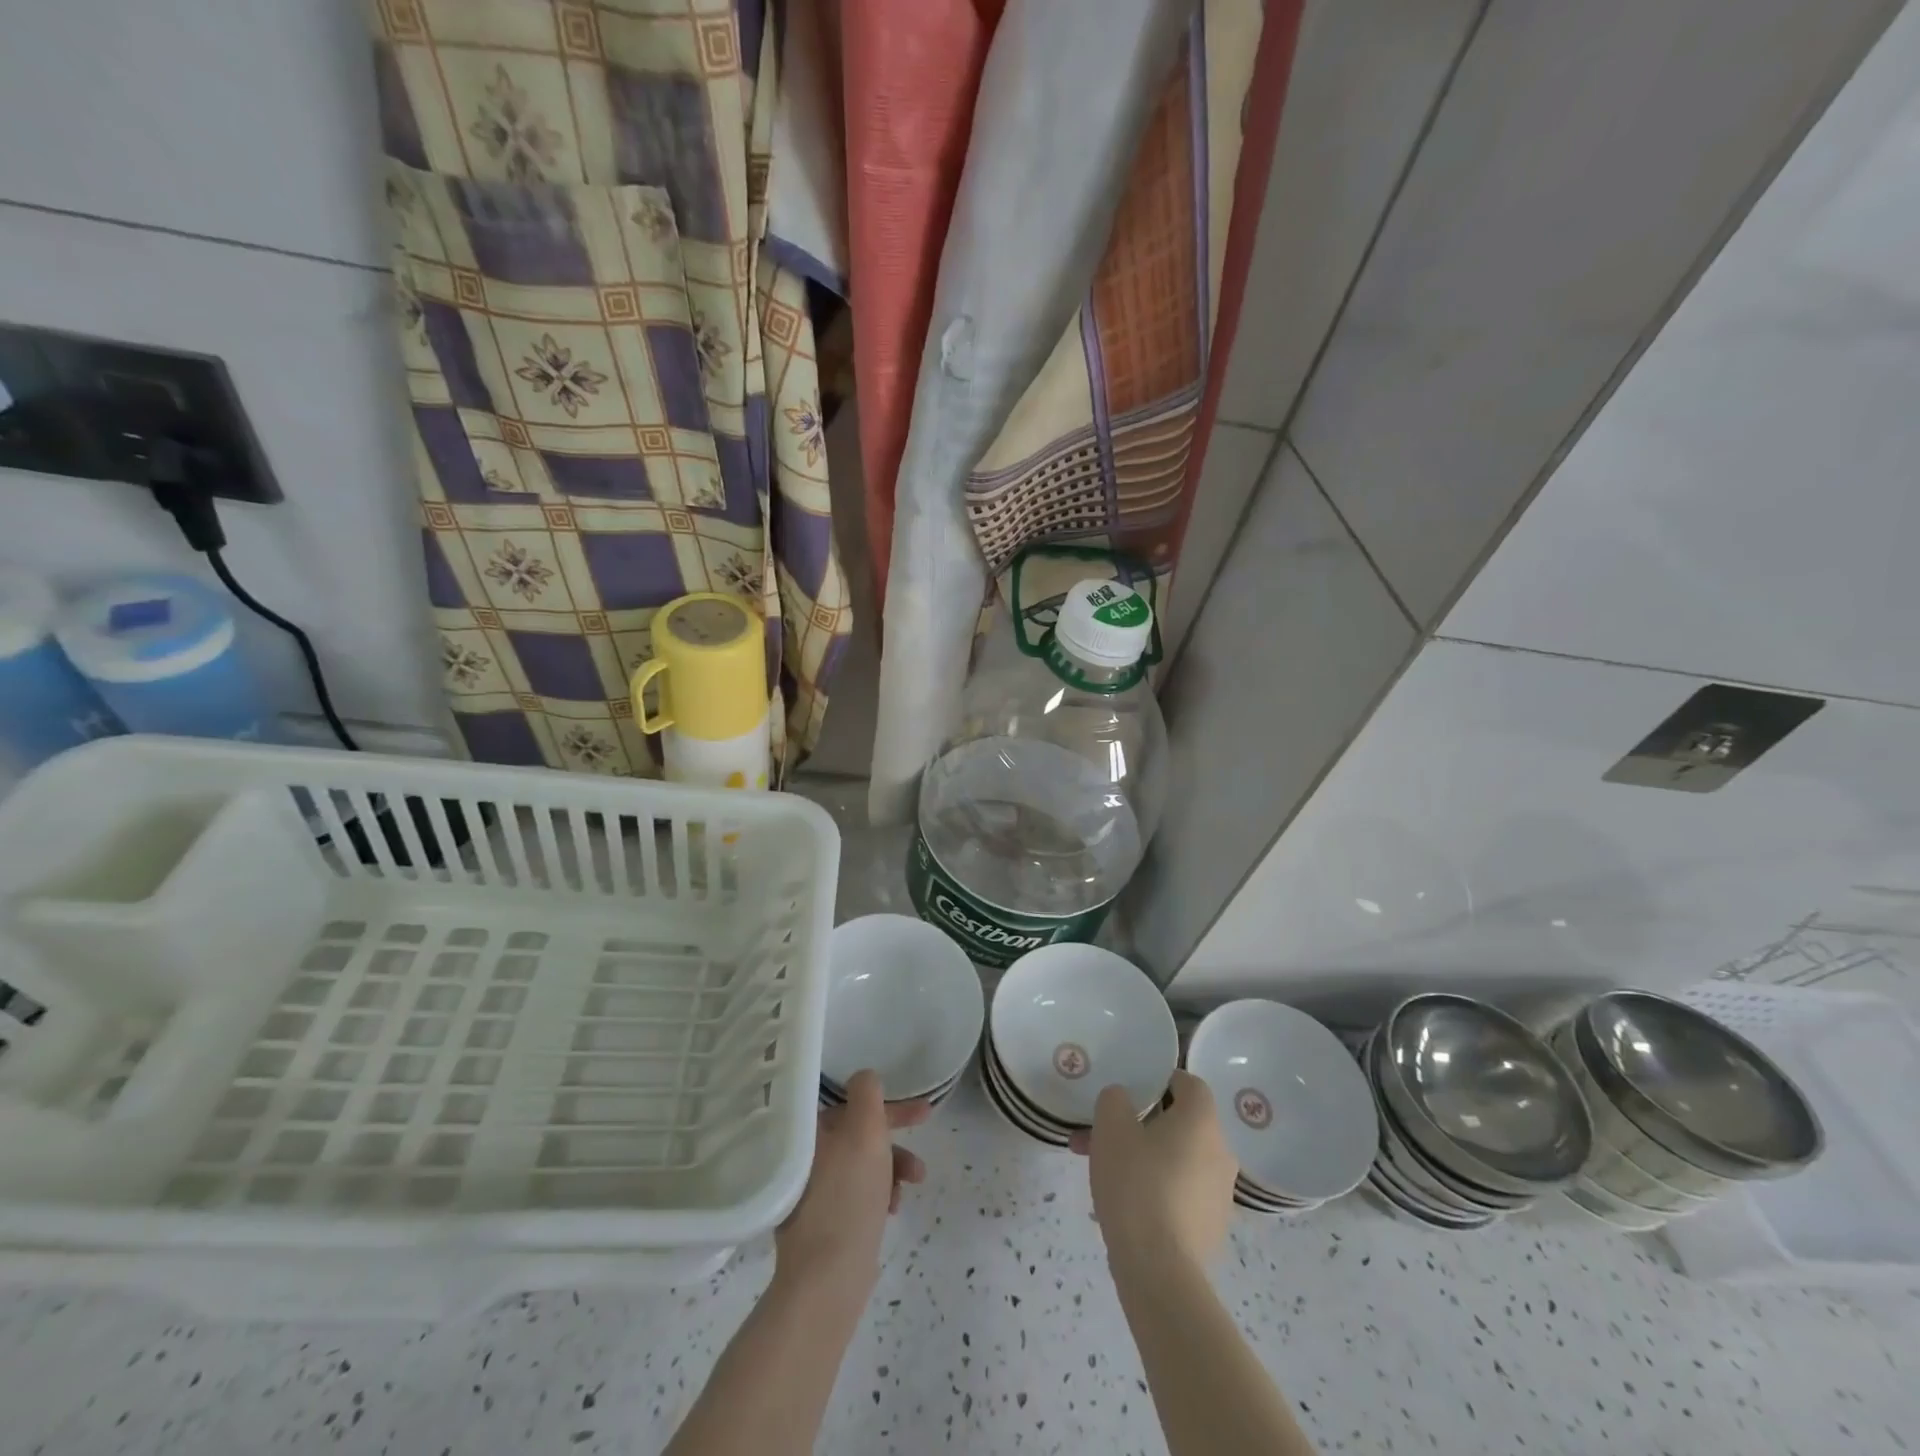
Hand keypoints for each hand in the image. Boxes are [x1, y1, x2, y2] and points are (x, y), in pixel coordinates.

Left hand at [775, 1070, 929, 1292]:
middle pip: (859, 1136)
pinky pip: (856, 1195)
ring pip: (862, 1167)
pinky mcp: (819, 1224)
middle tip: (922, 1164)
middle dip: (895, 1145)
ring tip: (909, 1189)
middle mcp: (804, 1157)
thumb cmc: (848, 1196)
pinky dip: (878, 1196)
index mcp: (810, 1132)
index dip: (891, 1108)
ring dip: (892, 1172)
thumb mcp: (865, 1132)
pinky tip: (891, 1211)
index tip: (925, 1115)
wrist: (826, 1279)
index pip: (854, 1105)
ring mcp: (808, 1193)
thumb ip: (867, 1095)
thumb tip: (865, 1078)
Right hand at [1070, 1068, 1236, 1267]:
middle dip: (1139, 1125)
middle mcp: (1221, 1151)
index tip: (1131, 1093)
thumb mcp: (1111, 1127)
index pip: (1189, 1083)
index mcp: (1202, 1121)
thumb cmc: (1136, 1183)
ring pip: (1176, 1159)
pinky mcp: (1212, 1227)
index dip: (1159, 1081)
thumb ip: (1116, 1099)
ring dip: (1143, 1157)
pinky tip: (1125, 1204)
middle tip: (1102, 1136)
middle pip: (1180, 1123)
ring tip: (1102, 1172)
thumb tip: (1125, 1100)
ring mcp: (1221, 1193)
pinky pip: (1181, 1192)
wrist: (1158, 1270)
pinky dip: (1156, 1188)